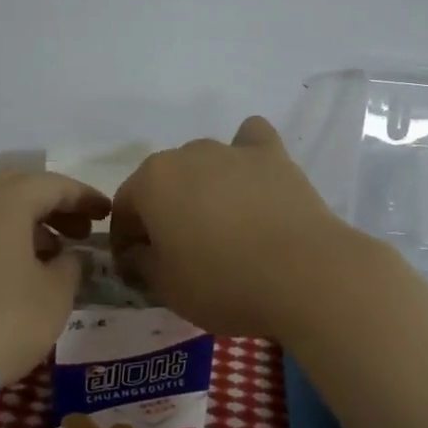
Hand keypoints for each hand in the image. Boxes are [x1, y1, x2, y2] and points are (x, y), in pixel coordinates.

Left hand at [0, 170, 110, 385]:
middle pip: (19, 188)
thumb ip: (71, 266)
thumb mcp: (55, 296)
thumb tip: (69, 255)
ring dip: (26, 223)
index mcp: (6, 200)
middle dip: (53, 205)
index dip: (85, 198)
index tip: (107, 213)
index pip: (54, 185)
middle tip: (78, 231)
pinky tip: (14, 270)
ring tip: (51, 254)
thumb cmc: (4, 320)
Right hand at [110, 116, 371, 344]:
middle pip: (163, 183)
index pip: (123, 208)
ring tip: (220, 225)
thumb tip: (137, 252)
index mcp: (151, 181)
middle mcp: (185, 154)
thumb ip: (140, 263)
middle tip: (178, 251)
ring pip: (203, 163)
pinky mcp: (272, 155)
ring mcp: (231, 150)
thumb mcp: (166, 287)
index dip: (125, 240)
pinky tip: (252, 176)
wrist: (304, 274)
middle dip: (162, 212)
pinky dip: (246, 153)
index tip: (135, 268)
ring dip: (201, 188)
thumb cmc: (223, 283)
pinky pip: (250, 141)